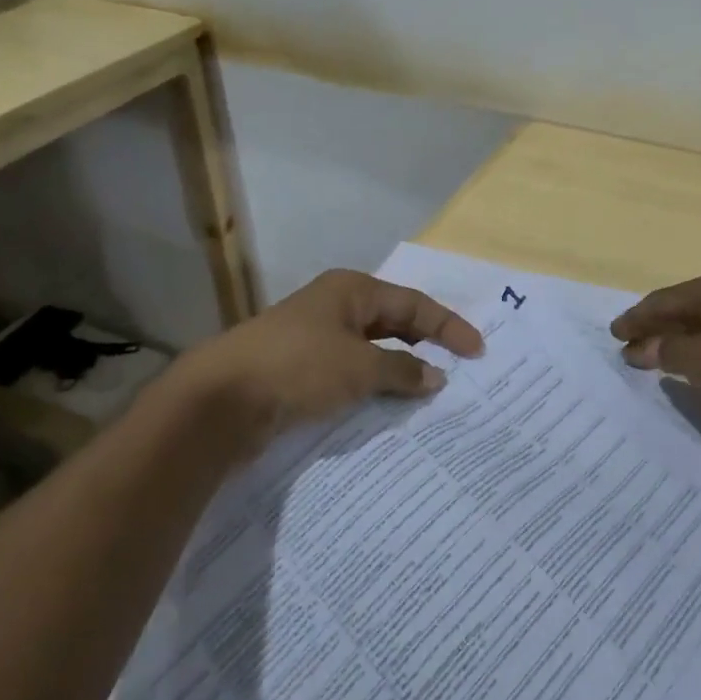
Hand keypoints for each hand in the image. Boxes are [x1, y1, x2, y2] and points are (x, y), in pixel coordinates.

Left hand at [170, 270, 483, 456]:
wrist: (222, 399)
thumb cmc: (298, 367)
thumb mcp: (358, 366)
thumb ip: (401, 369)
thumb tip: (435, 376)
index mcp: (352, 291)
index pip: (413, 304)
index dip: (448, 326)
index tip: (478, 351)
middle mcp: (335, 308)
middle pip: (393, 323)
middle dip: (425, 345)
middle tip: (459, 370)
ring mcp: (315, 339)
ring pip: (371, 352)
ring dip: (398, 371)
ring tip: (430, 394)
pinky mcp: (300, 371)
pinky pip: (350, 374)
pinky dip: (372, 388)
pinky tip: (388, 408)